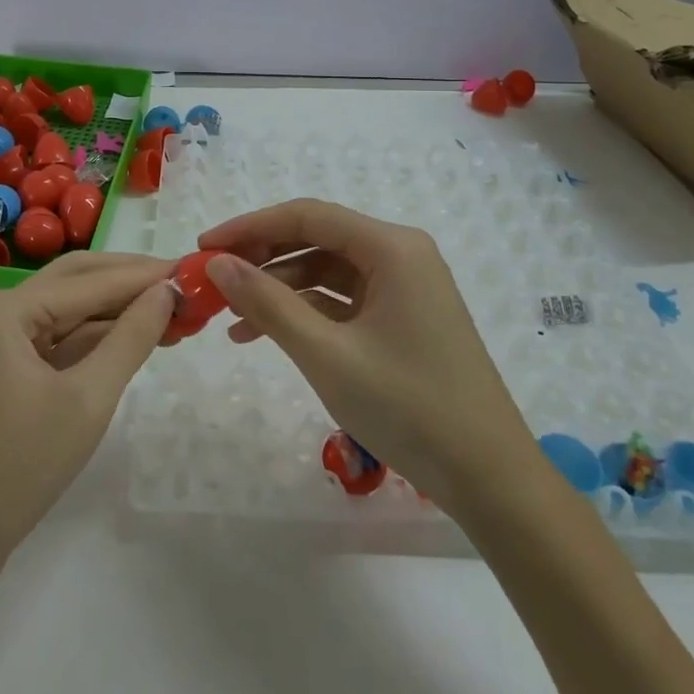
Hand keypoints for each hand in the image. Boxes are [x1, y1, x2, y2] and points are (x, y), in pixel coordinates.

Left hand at [0, 252, 173, 595]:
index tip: (194, 268)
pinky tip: (136, 341)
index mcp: (4, 309)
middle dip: (130, 282)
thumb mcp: (87, 400)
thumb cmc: (16, 468)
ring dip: (116, 312)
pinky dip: (96, 340)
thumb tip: (167, 292)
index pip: (89, 281)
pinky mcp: (2, 371)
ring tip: (173, 313)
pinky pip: (56, 340)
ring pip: (68, 311)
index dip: (145, 276)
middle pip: (75, 281)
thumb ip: (131, 338)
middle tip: (183, 284)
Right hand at [197, 200, 533, 513]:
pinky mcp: (402, 318)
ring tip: (231, 318)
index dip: (250, 226)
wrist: (489, 477)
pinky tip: (266, 335)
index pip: (307, 216)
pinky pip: (343, 300)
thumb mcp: (327, 355)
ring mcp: (404, 287)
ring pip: (327, 270)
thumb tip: (218, 264)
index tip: (204, 247)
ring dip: (279, 288)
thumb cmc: (409, 407)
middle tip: (213, 280)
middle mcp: (400, 254)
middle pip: (317, 238)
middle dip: (262, 257)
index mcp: (392, 247)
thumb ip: (268, 304)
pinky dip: (305, 312)